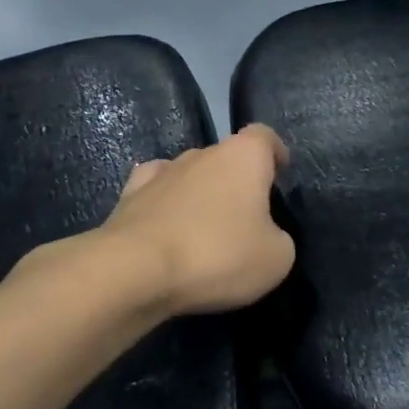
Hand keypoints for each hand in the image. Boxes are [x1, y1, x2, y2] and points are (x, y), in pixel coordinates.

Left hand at [12, 124, 294, 316]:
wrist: (134, 272)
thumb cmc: (218, 255)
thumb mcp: (276, 258)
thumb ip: (279, 239)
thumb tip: (266, 237)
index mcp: (243, 156)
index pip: (264, 136)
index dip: (275, 152)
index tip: (279, 173)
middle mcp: (202, 153)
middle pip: (227, 157)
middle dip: (237, 180)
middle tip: (247, 216)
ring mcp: (161, 172)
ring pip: (190, 173)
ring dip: (201, 193)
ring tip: (206, 227)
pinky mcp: (128, 197)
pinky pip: (156, 191)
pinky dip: (165, 203)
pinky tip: (167, 223)